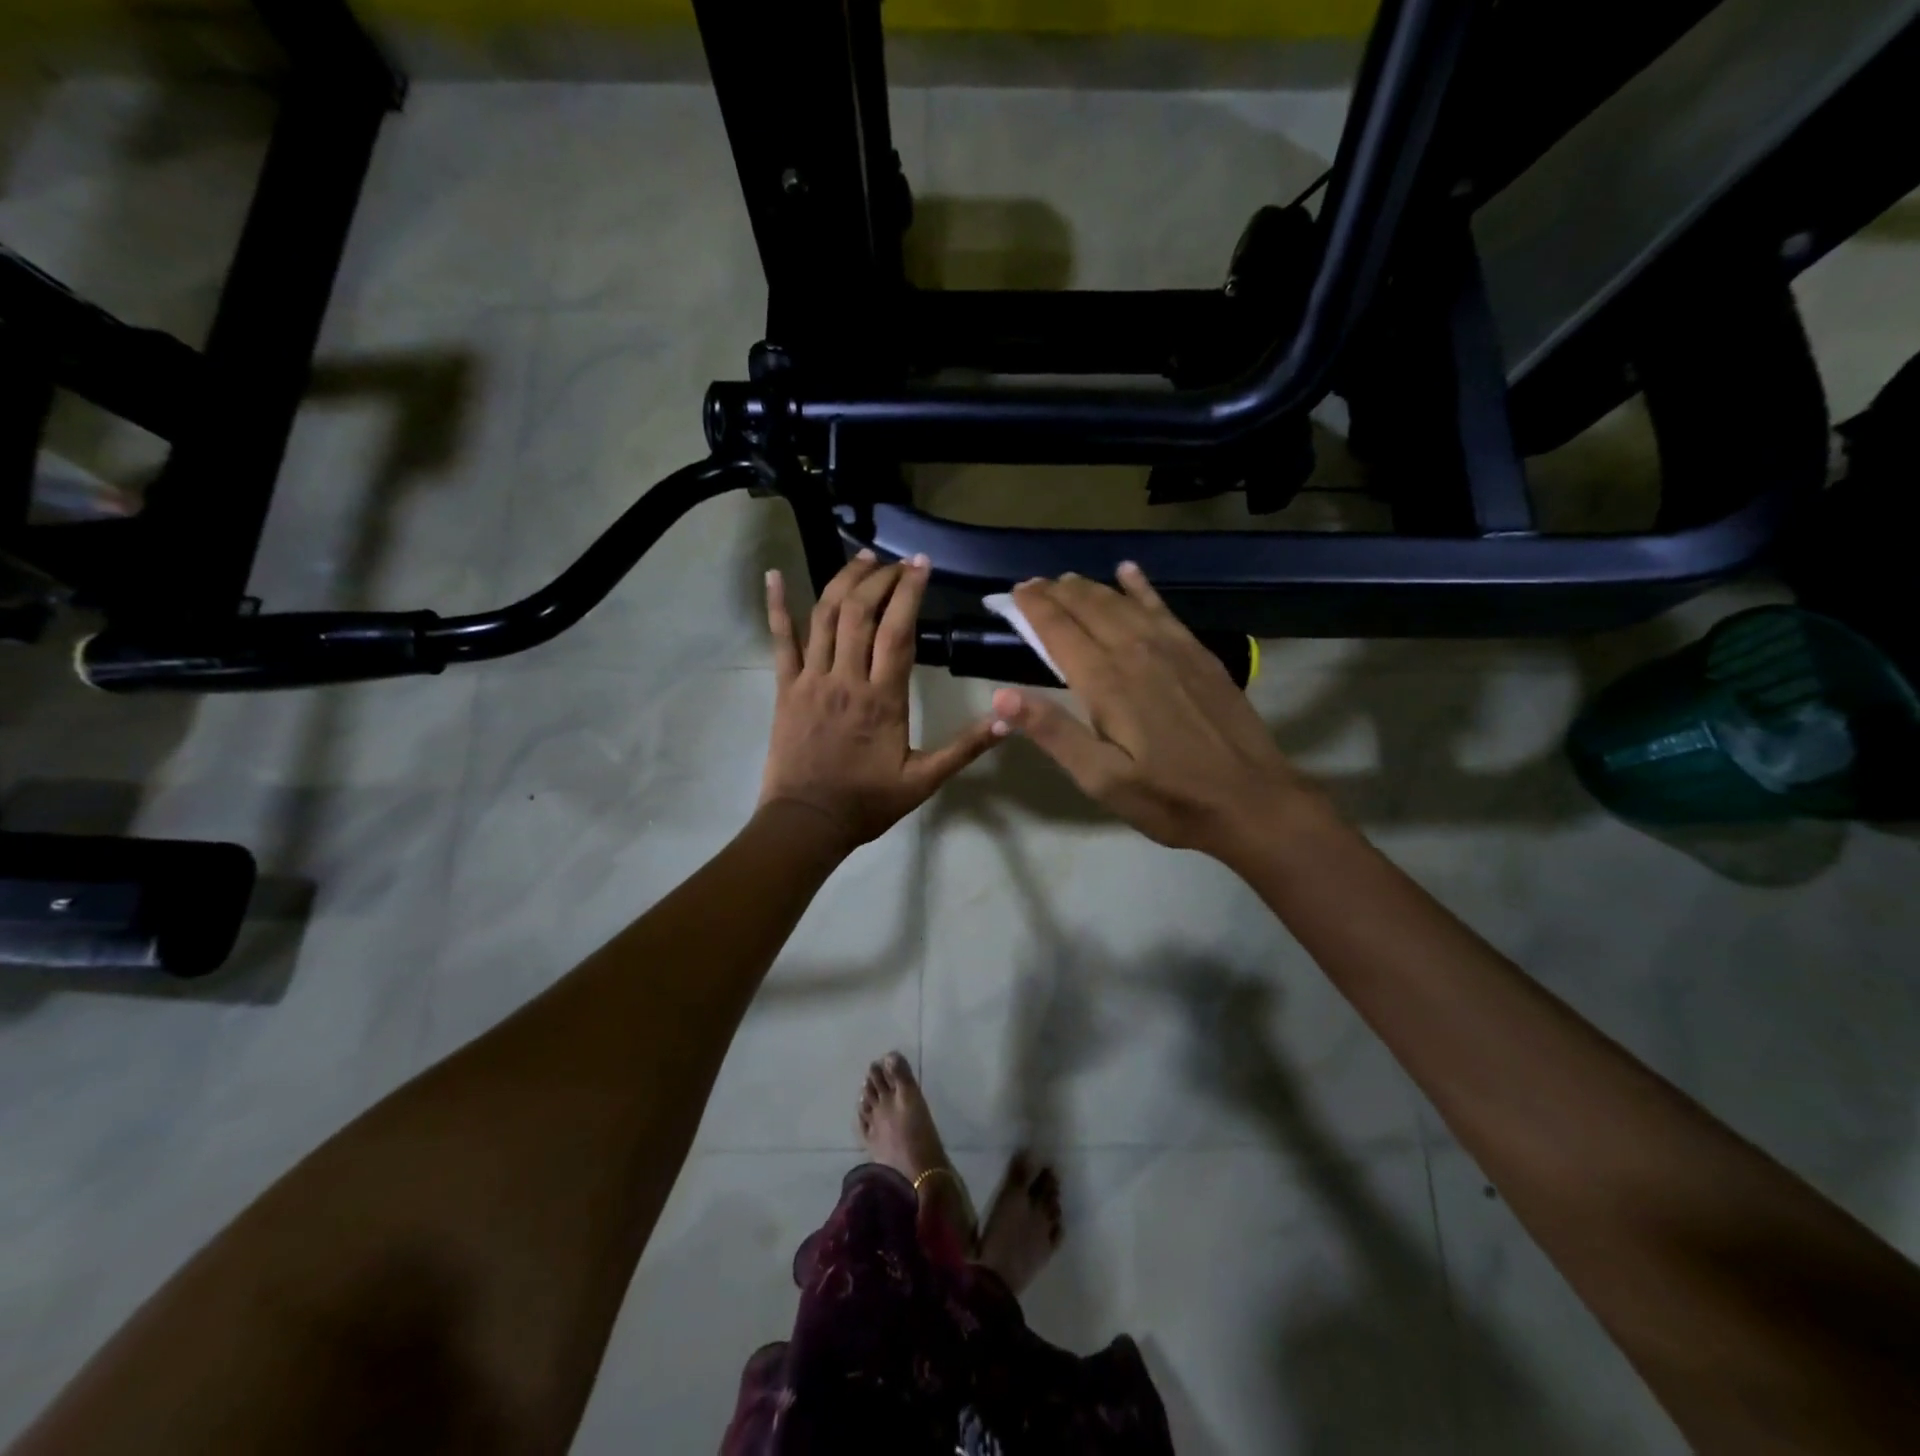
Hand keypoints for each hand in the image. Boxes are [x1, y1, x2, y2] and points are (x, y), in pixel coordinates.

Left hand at [760, 551, 1005, 851]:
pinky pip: (780, 640)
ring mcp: (811, 680)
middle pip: (860, 612)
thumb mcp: (924, 781)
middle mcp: (845, 679)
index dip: (909, 592)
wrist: (806, 823)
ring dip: (842, 581)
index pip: (898, 631)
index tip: (921, 564)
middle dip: (879, 578)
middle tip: (897, 562)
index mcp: (882, 699)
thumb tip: (1008, 719)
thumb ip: (965, 748)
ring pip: (824, 617)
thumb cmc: (867, 802)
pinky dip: (776, 605)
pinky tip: (774, 575)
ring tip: (862, 558)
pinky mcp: (785, 687)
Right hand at [990, 565, 1317, 860]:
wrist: (1252, 800)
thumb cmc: (1168, 798)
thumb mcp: (1101, 779)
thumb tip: (1000, 696)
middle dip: (1055, 592)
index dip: (1033, 608)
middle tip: (1031, 584)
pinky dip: (1141, 587)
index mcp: (1106, 682)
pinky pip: (1162, 607)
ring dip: (1090, 588)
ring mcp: (1172, 648)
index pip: (1059, 630)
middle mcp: (1136, 652)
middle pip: (1089, 608)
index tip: (1012, 593)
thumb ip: (1052, 733)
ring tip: (1066, 579)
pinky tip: (1129, 572)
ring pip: (1122, 602)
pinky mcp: (1198, 653)